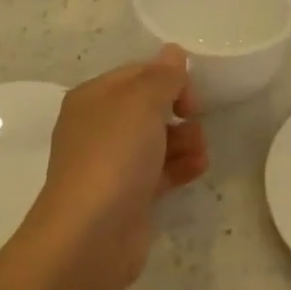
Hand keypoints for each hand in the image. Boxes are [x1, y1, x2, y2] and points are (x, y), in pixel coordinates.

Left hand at [35, 46, 208, 289]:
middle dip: (179, 112)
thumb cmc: (114, 155)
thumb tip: (173, 53)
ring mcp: (111, 164)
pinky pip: (159, 171)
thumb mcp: (141, 101)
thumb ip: (163, 75)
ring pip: (157, 140)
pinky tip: (198, 168)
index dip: (169, 78)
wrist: (90, 236)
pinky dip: (180, 166)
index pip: (138, 73)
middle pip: (149, 107)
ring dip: (185, 140)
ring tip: (200, 153)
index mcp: (94, 97)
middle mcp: (98, 127)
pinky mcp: (127, 196)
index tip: (191, 96)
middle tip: (195, 122)